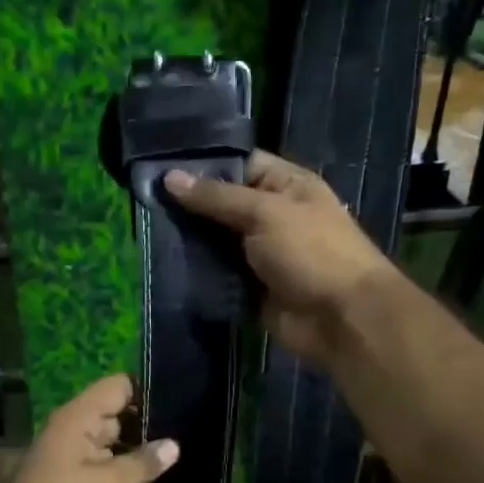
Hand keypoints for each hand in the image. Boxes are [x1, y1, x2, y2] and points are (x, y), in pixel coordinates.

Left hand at [0, 374, 177, 482]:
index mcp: (76, 420)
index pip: (118, 387)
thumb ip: (143, 463)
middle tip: (191, 437)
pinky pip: (102, 475)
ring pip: (111, 449)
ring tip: (182, 462)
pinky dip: (123, 480)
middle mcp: (70, 434)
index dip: (149, 391)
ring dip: (138, 457)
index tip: (184, 403)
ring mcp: (68, 463)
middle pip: (116, 417)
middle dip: (149, 427)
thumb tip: (173, 444)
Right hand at [164, 150, 395, 366]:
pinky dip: (196, 273)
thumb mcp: (265, 212)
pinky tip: (162, 265)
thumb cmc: (311, 251)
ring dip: (187, 241)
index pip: (240, 164)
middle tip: (142, 201)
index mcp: (285, 186)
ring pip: (215, 242)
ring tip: (145, 231)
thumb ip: (217, 197)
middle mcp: (271, 216)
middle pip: (222, 205)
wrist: (341, 318)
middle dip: (188, 206)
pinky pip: (217, 276)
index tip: (159, 167)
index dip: (203, 164)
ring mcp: (260, 255)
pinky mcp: (250, 288)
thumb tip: (170, 178)